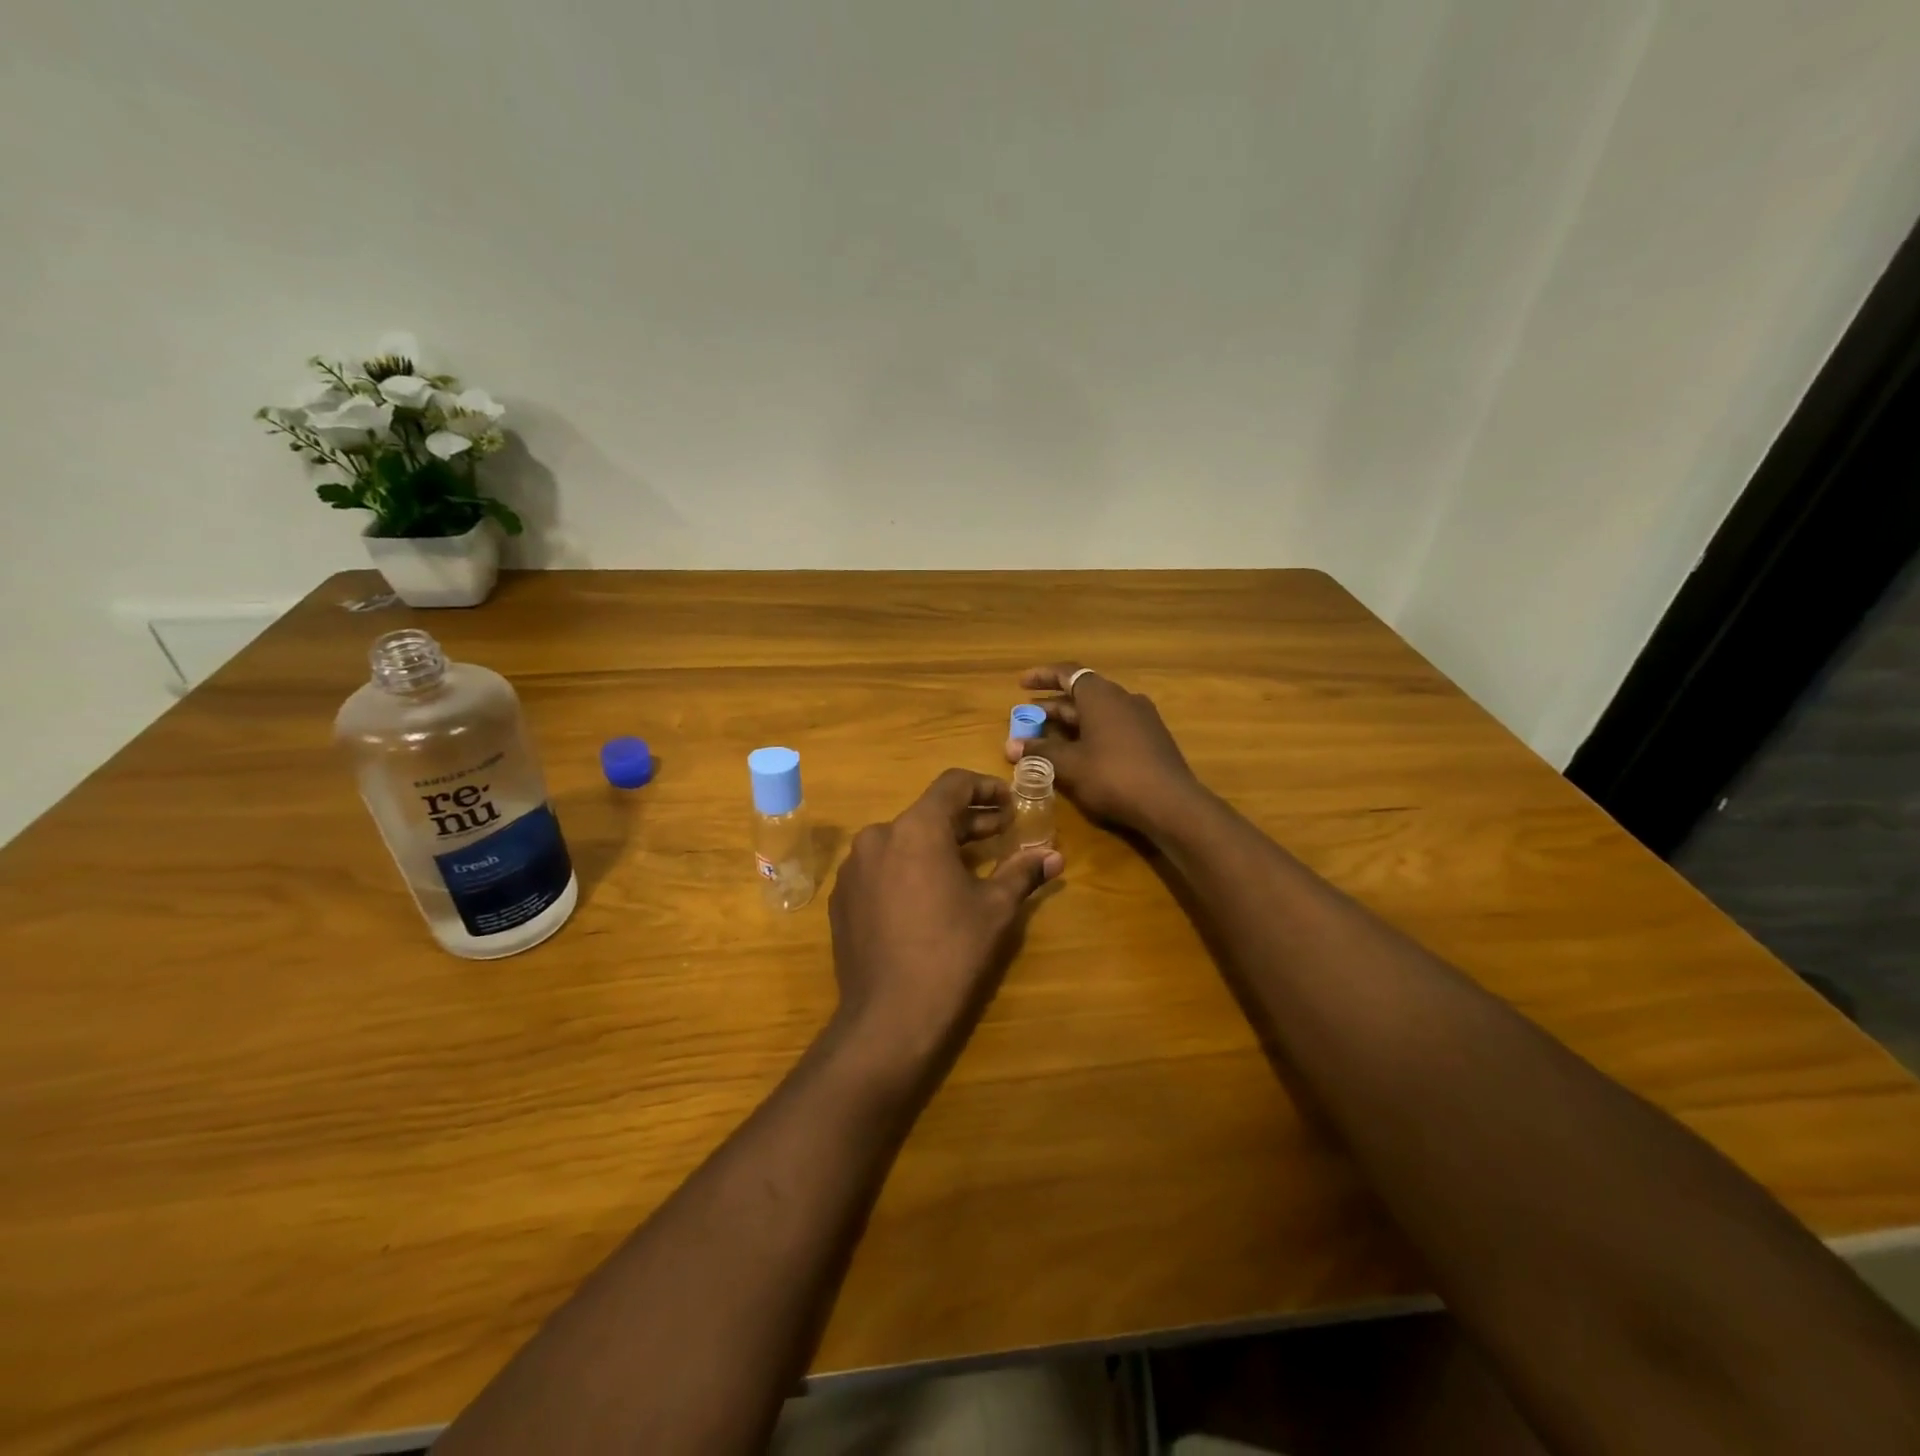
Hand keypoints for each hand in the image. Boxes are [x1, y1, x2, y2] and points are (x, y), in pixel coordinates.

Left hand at [828, 769, 1062, 1068]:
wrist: (889, 1017)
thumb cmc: (951, 952)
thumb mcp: (995, 908)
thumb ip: (1022, 872)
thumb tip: (1054, 856)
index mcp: (915, 828)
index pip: (952, 784)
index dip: (985, 787)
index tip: (1009, 802)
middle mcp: (877, 836)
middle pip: (927, 814)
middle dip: (966, 820)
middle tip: (1000, 832)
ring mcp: (853, 868)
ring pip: (902, 840)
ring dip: (937, 844)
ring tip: (968, 864)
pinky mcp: (842, 898)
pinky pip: (881, 868)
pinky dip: (908, 868)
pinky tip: (929, 894)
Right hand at [1004, 663, 1200, 832]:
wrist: (1171, 803)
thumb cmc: (1113, 776)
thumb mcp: (1070, 765)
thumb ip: (1040, 752)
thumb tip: (1012, 746)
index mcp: (1101, 695)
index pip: (1067, 673)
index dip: (1042, 676)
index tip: (1021, 685)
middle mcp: (1122, 698)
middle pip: (1081, 694)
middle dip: (1052, 707)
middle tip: (1027, 720)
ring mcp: (1141, 718)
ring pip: (1097, 712)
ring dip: (1071, 723)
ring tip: (1048, 739)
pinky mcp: (1151, 739)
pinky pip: (1113, 727)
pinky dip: (1090, 734)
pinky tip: (1080, 754)